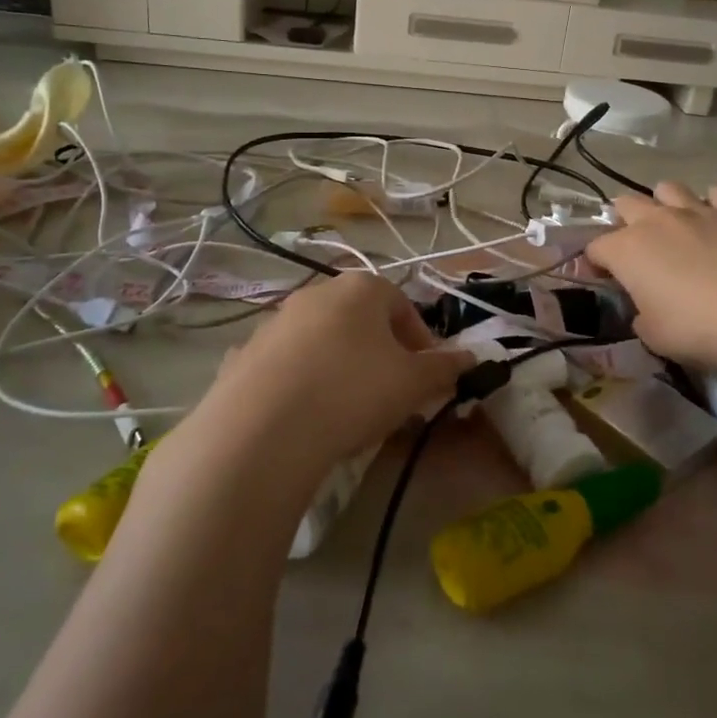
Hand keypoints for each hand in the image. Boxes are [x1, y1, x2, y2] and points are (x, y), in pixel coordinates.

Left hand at [198, 273, 474, 468]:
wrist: (264, 429)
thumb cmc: (354, 391)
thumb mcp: (413, 383)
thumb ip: (445, 367)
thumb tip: (471, 357)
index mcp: (361, 288)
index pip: (403, 306)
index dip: (420, 341)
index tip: (425, 376)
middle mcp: (316, 293)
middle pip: (361, 320)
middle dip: (381, 352)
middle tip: (391, 392)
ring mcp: (275, 321)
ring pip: (322, 340)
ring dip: (340, 364)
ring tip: (347, 409)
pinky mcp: (245, 354)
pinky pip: (286, 364)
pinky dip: (300, 381)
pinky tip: (304, 415)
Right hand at [586, 182, 716, 382]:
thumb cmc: (695, 328)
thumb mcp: (652, 335)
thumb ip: (640, 315)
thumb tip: (644, 309)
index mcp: (626, 250)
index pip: (596, 247)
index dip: (594, 262)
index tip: (600, 277)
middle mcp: (655, 221)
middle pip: (626, 204)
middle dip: (623, 220)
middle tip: (634, 246)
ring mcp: (695, 211)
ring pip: (668, 188)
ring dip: (664, 203)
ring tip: (672, 224)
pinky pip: (716, 193)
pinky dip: (711, 203)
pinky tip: (715, 219)